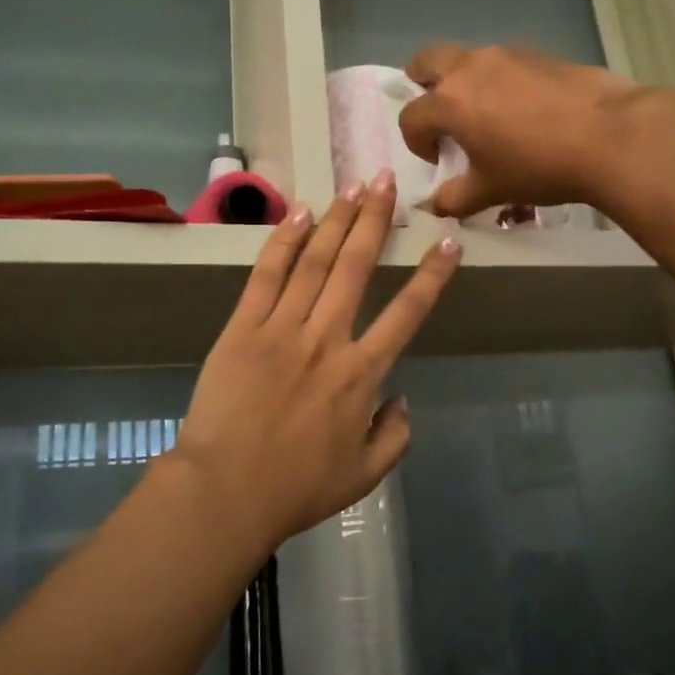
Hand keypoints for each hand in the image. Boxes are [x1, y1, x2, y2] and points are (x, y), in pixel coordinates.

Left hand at [171, 172, 460, 552]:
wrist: (226, 492)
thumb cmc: (297, 488)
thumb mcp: (364, 475)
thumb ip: (394, 437)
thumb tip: (401, 399)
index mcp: (361, 374)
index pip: (406, 313)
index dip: (431, 276)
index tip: (448, 241)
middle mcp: (327, 339)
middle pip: (356, 268)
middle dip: (374, 221)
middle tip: (385, 182)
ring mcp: (282, 329)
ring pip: (314, 262)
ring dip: (335, 220)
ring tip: (352, 185)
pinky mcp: (242, 328)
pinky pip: (266, 276)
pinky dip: (283, 242)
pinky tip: (299, 213)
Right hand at [398, 43, 644, 219]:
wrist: (609, 135)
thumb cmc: (538, 165)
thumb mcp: (491, 190)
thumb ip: (455, 198)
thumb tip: (436, 206)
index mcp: (449, 102)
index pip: (410, 117)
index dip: (417, 143)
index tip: (438, 160)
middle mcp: (470, 68)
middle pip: (426, 61)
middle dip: (422, 84)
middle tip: (438, 113)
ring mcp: (506, 55)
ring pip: (468, 58)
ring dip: (463, 82)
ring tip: (485, 114)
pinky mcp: (538, 53)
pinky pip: (503, 63)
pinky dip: (498, 80)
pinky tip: (523, 109)